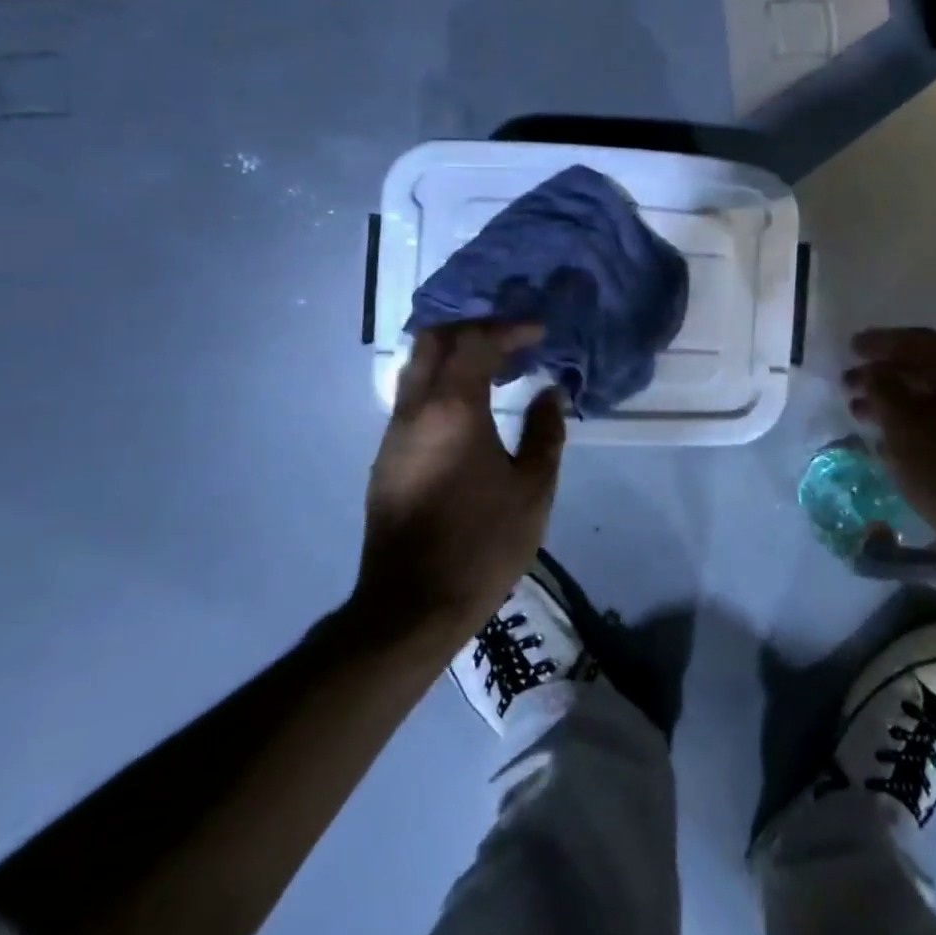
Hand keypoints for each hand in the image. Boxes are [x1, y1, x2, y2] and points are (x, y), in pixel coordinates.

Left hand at [351, 322, 567, 639]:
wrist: (412, 605)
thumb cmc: (482, 542)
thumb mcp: (533, 488)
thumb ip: (545, 432)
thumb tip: (549, 393)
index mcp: (452, 410)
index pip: (476, 342)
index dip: (510, 329)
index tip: (539, 333)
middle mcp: (415, 411)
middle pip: (434, 341)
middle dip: (475, 329)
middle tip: (512, 341)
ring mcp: (394, 434)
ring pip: (417, 367)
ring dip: (456, 355)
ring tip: (498, 370)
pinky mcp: (386, 457)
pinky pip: (413, 396)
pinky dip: (443, 382)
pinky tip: (472, 408)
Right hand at [845, 327, 935, 593]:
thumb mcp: (904, 423)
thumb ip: (882, 388)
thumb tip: (873, 371)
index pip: (916, 341)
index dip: (880, 341)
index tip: (850, 347)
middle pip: (924, 367)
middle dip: (883, 373)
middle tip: (848, 383)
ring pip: (929, 398)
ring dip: (893, 401)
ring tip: (860, 413)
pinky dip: (909, 424)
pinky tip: (888, 440)